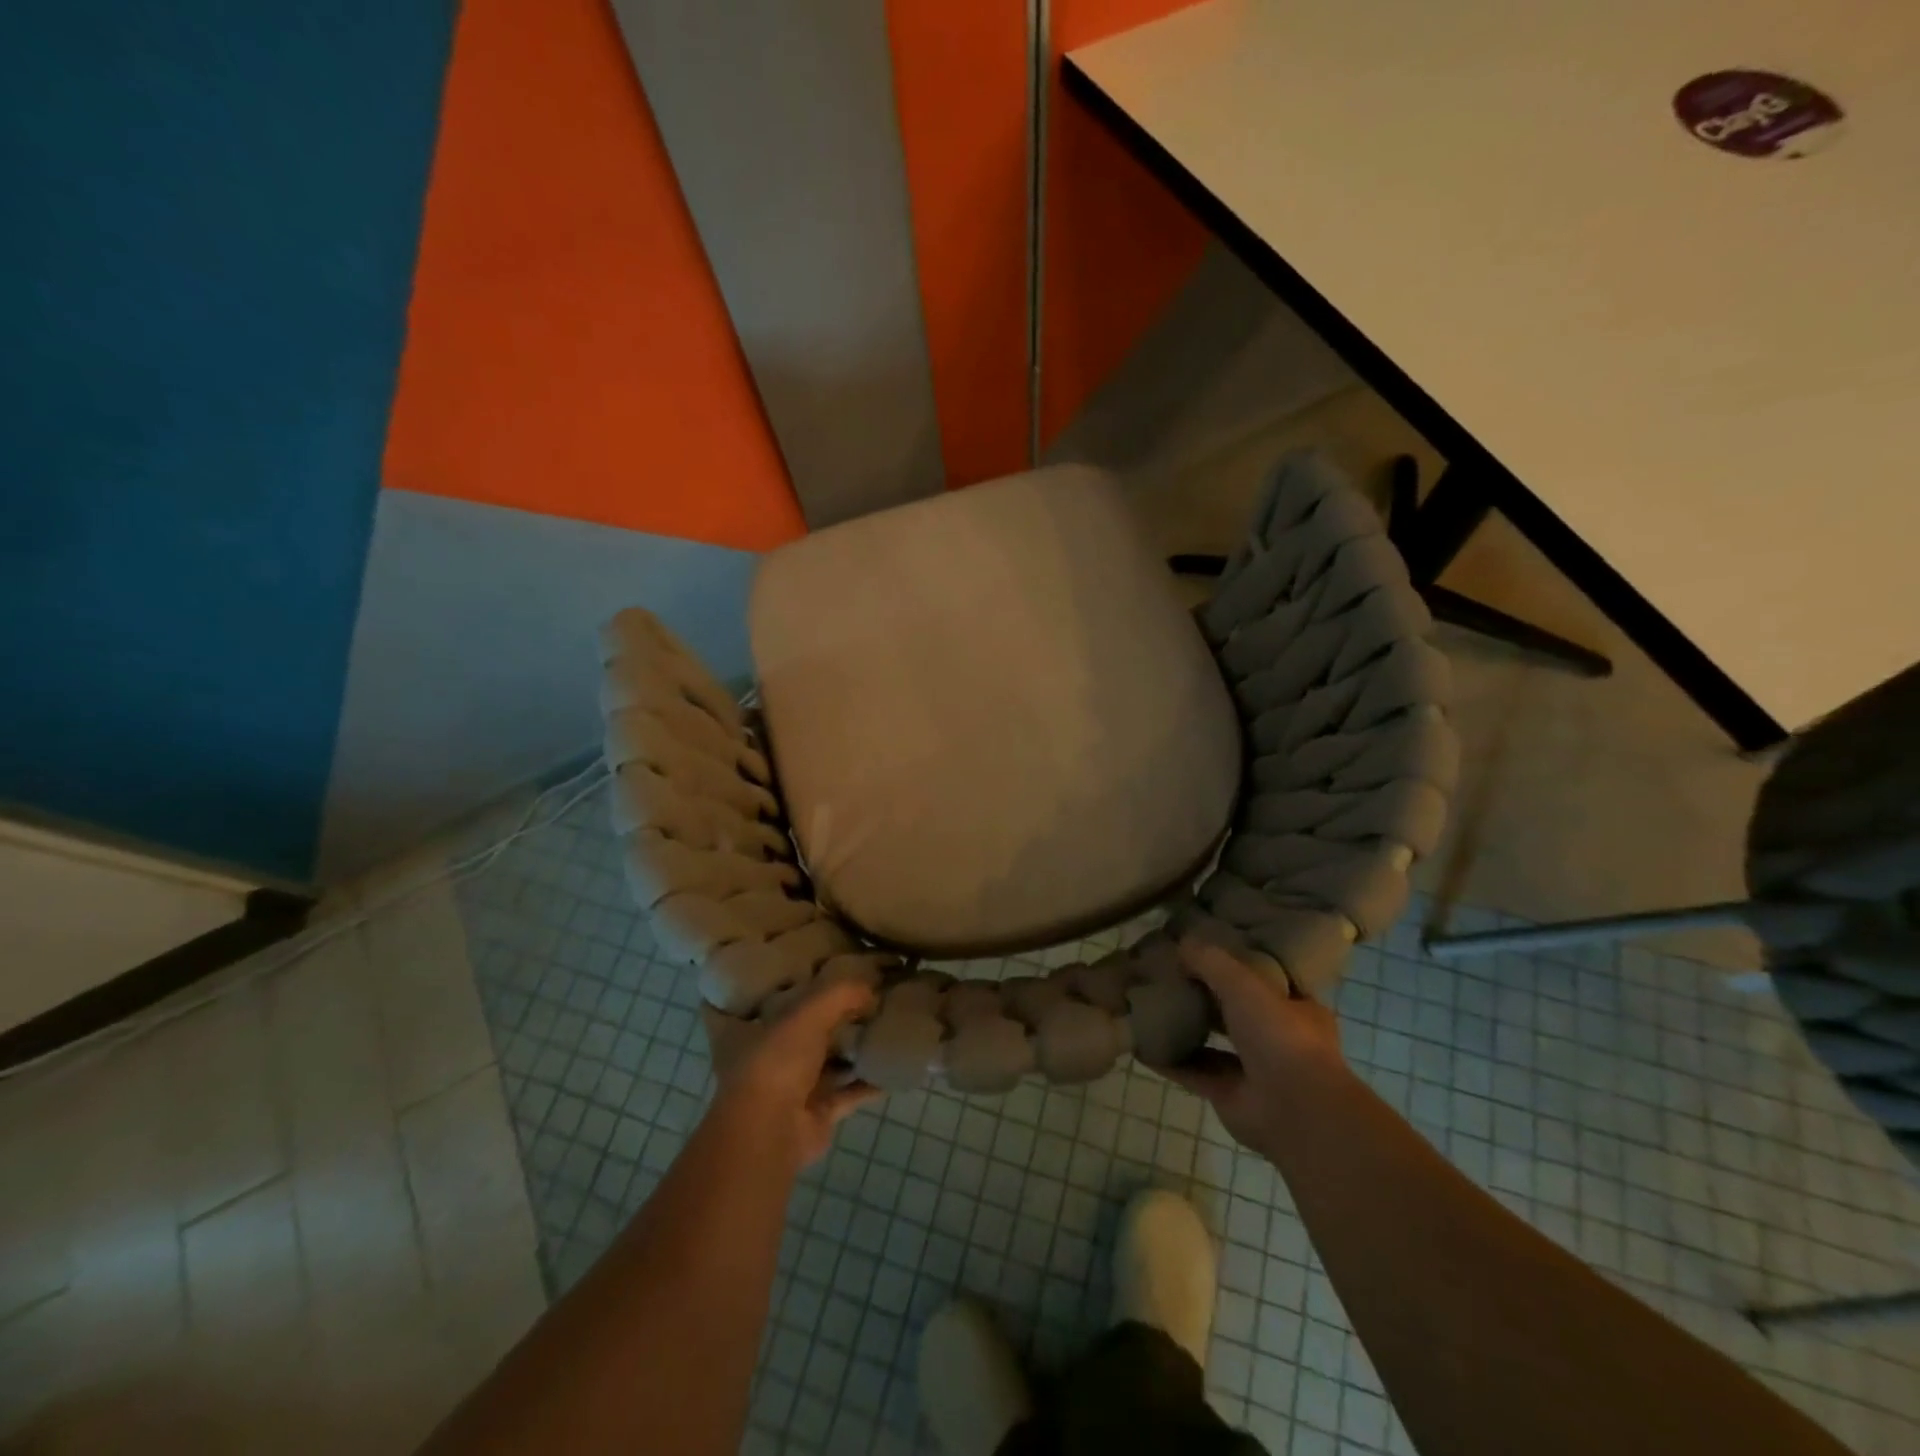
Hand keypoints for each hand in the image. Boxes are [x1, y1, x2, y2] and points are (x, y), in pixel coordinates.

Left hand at [704, 980, 880, 1168]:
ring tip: (891, 1029)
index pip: (792, 997)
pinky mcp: (820, 1111)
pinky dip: (871, 1082)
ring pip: (834, 1060)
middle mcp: (779, 1054)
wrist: (770, 1130)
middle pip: (816, 1029)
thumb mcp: (809, 1012)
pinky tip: (895, 1068)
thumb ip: (842, 993)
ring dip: (858, 1049)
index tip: (848, 971)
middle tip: (878, 998)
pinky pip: (851, 1092)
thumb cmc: (779, 1060)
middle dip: (844, 1017)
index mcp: (766, 1026)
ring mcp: (799, 1085)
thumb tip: (871, 989)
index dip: (818, 983)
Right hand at [1165, 939, 1352, 1156]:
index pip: (1265, 978)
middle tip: (1169, 975)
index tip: (1206, 949)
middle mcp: (1277, 1038)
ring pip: (1213, 1042)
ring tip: (1150, 1005)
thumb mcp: (1244, 983)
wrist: (1295, 1110)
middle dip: (1205, 995)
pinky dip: (1169, 1060)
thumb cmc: (1280, 1035)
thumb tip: (1181, 944)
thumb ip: (1211, 961)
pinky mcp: (1229, 1096)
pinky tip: (1141, 1044)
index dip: (1236, 963)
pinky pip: (1192, 1072)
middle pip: (1234, 1010)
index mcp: (1295, 1007)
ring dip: (1185, 1028)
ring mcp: (1253, 1070)